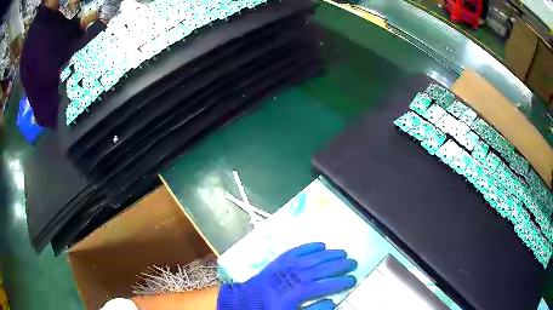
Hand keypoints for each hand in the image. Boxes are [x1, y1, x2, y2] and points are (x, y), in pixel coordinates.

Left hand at [218, 242, 357, 309]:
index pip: (327, 285)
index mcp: (300, 291)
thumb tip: (331, 301)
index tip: (353, 279)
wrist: (247, 300)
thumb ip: (314, 309)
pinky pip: (297, 250)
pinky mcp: (280, 260)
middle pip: (323, 268)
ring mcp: (288, 265)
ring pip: (313, 257)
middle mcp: (296, 275)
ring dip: (330, 254)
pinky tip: (320, 244)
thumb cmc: (270, 309)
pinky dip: (310, 246)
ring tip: (342, 252)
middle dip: (340, 265)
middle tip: (353, 262)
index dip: (342, 282)